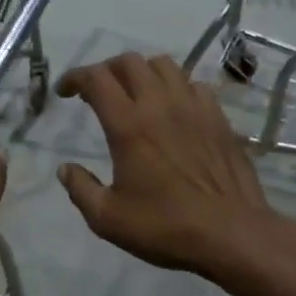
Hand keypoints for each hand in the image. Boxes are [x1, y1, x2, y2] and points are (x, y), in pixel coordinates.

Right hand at [57, 53, 284, 277]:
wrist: (231, 233)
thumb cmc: (165, 227)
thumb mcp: (108, 218)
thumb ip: (81, 189)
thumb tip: (65, 168)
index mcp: (128, 125)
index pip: (96, 78)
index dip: (74, 77)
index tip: (64, 91)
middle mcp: (160, 104)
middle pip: (129, 62)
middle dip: (106, 69)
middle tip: (97, 92)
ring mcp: (194, 107)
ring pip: (164, 65)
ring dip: (142, 72)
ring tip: (135, 93)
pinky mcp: (218, 117)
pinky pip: (194, 84)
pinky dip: (176, 87)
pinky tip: (174, 108)